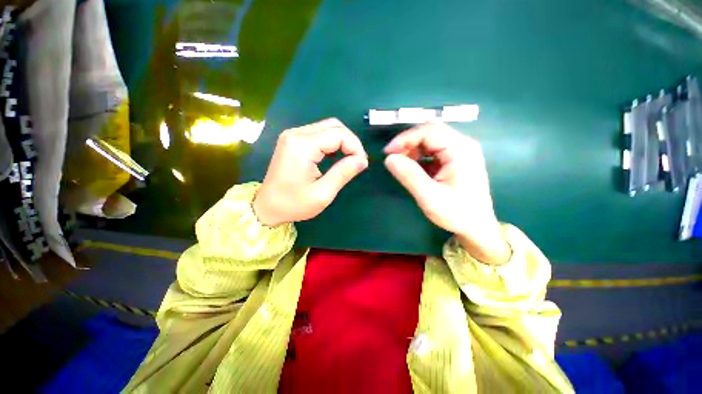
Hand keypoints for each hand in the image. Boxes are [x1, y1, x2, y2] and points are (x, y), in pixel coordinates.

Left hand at [253, 118, 367, 226]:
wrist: (267, 207)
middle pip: (334, 126)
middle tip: (356, 161)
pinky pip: (319, 134)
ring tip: (348, 160)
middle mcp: (296, 134)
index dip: (355, 147)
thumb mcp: (322, 194)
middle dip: (350, 142)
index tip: (362, 164)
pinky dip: (332, 143)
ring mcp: (293, 135)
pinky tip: (335, 157)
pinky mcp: (293, 140)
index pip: (339, 134)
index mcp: (303, 145)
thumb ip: (343, 173)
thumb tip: (362, 160)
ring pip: (327, 128)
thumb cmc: (293, 204)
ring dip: (342, 142)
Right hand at [384, 122, 510, 264]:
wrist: (477, 227)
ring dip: (412, 149)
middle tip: (391, 157)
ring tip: (399, 163)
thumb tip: (389, 158)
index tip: (388, 152)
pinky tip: (411, 167)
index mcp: (460, 150)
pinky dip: (419, 156)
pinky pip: (433, 151)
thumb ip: (409, 176)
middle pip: (430, 133)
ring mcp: (460, 152)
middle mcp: (463, 145)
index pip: (429, 131)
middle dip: (408, 143)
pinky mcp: (455, 160)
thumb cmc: (456, 213)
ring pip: (431, 141)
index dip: (405, 138)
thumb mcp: (429, 197)